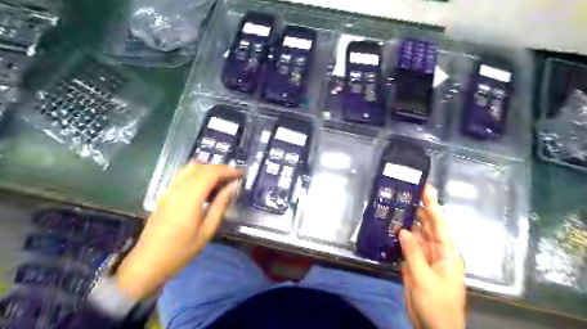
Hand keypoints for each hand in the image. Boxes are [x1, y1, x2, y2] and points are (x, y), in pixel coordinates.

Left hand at [116, 163, 242, 300]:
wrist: (147, 264)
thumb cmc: (181, 251)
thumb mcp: (207, 230)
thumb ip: (221, 204)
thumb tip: (233, 186)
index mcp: (189, 199)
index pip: (210, 174)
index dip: (227, 170)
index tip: (241, 173)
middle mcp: (177, 190)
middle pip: (200, 167)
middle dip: (219, 168)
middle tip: (233, 176)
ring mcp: (168, 191)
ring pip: (188, 168)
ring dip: (207, 169)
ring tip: (221, 179)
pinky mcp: (164, 196)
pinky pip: (181, 176)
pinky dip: (196, 174)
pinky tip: (204, 186)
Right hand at [402, 185, 465, 328]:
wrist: (433, 327)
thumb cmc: (436, 304)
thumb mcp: (424, 278)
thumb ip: (413, 253)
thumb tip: (403, 230)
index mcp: (446, 253)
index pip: (439, 224)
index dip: (433, 205)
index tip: (426, 188)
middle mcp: (436, 251)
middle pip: (427, 226)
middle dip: (419, 209)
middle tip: (406, 193)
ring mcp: (424, 258)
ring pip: (416, 235)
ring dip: (408, 222)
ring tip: (396, 206)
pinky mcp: (414, 265)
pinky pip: (408, 247)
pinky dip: (401, 237)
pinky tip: (392, 229)